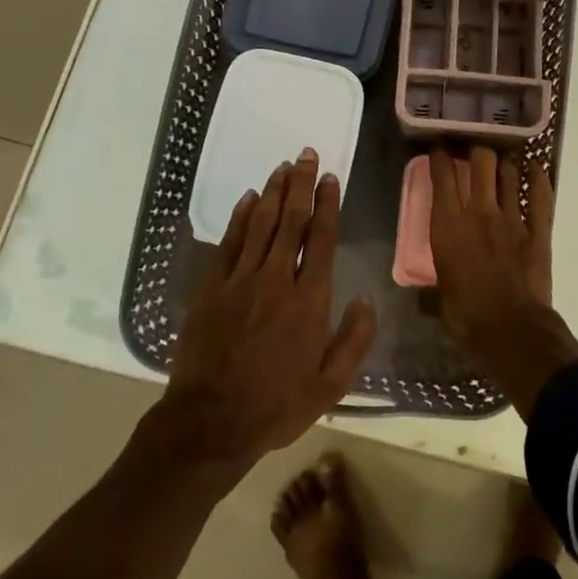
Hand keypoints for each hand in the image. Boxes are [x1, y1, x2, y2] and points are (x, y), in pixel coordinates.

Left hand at [158, 150, 375, 465]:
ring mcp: (240, 282)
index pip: (321, 240)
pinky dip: (240, 218)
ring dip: (274, 193)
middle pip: (291, 222)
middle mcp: (276, 281)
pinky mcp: (211, 289)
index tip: (331, 178)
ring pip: (260, 225)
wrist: (210, 424)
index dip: (328, 205)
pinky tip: (249, 198)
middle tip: (306, 155)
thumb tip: (367, 298)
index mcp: (309, 302)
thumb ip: (354, 339)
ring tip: (283, 166)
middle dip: (301, 185)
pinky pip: (229, 244)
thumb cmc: (277, 406)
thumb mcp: (331, 385)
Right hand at [429, 145, 552, 341]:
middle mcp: (479, 212)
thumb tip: (426, 293)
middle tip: (473, 152)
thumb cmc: (467, 318)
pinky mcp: (538, 230)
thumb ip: (434, 285)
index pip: (442, 176)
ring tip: (500, 161)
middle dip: (476, 150)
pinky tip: (534, 168)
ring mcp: (512, 218)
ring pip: (508, 173)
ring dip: (504, 164)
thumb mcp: (439, 299)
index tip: (439, 149)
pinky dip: (538, 177)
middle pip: (480, 162)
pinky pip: (540, 194)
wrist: (512, 331)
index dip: (440, 157)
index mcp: (447, 226)